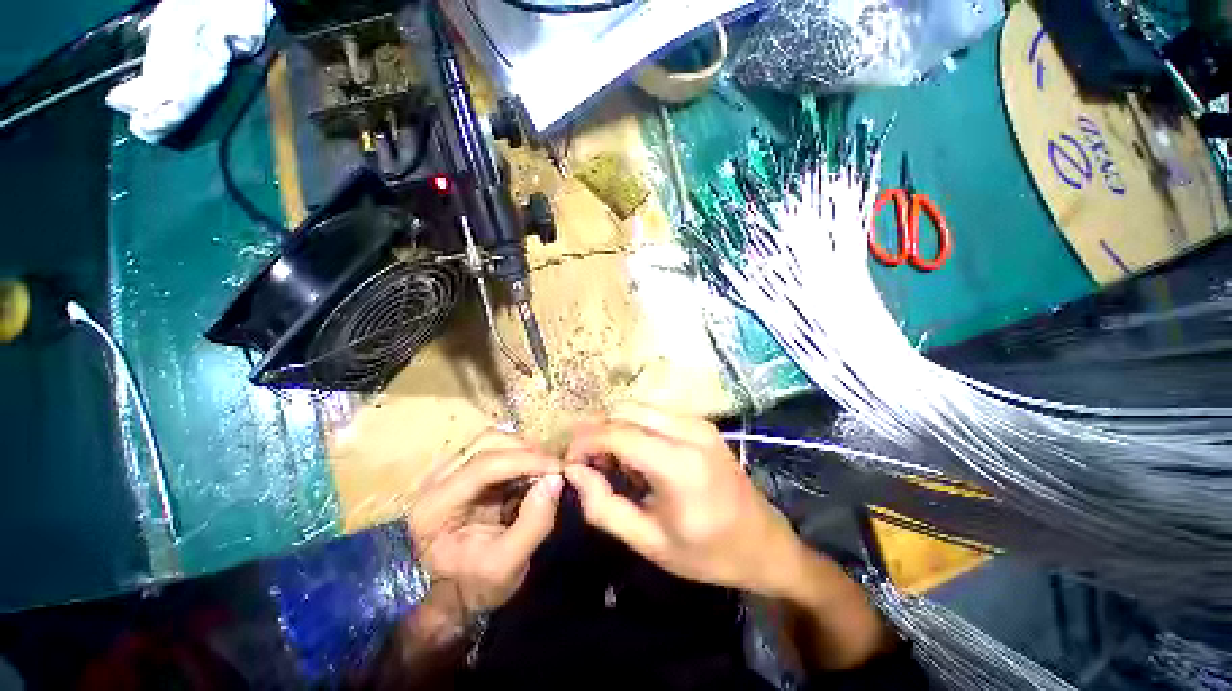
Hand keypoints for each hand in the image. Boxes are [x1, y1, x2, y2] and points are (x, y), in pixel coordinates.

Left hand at [407, 431, 562, 623]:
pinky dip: (518, 456)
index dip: (526, 461)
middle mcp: (435, 481)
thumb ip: (534, 523)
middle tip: (553, 469)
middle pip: (486, 443)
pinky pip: (494, 449)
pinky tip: (531, 473)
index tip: (559, 468)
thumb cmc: (473, 588)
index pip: (485, 465)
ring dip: (522, 450)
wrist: (450, 599)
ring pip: (491, 440)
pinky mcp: (461, 472)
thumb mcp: (508, 566)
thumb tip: (556, 479)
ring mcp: (447, 473)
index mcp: (435, 507)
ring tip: (543, 470)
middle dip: (526, 451)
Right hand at [562, 406, 807, 596]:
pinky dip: (634, 426)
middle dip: (596, 430)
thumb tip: (575, 472)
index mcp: (678, 464)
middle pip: (624, 410)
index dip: (585, 442)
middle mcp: (689, 431)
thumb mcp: (650, 543)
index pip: (617, 433)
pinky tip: (634, 455)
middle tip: (587, 463)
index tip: (569, 462)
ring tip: (609, 461)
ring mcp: (697, 422)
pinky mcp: (701, 422)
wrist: (765, 543)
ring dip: (614, 427)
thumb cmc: (709, 553)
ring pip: (637, 406)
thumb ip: (604, 507)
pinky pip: (654, 412)